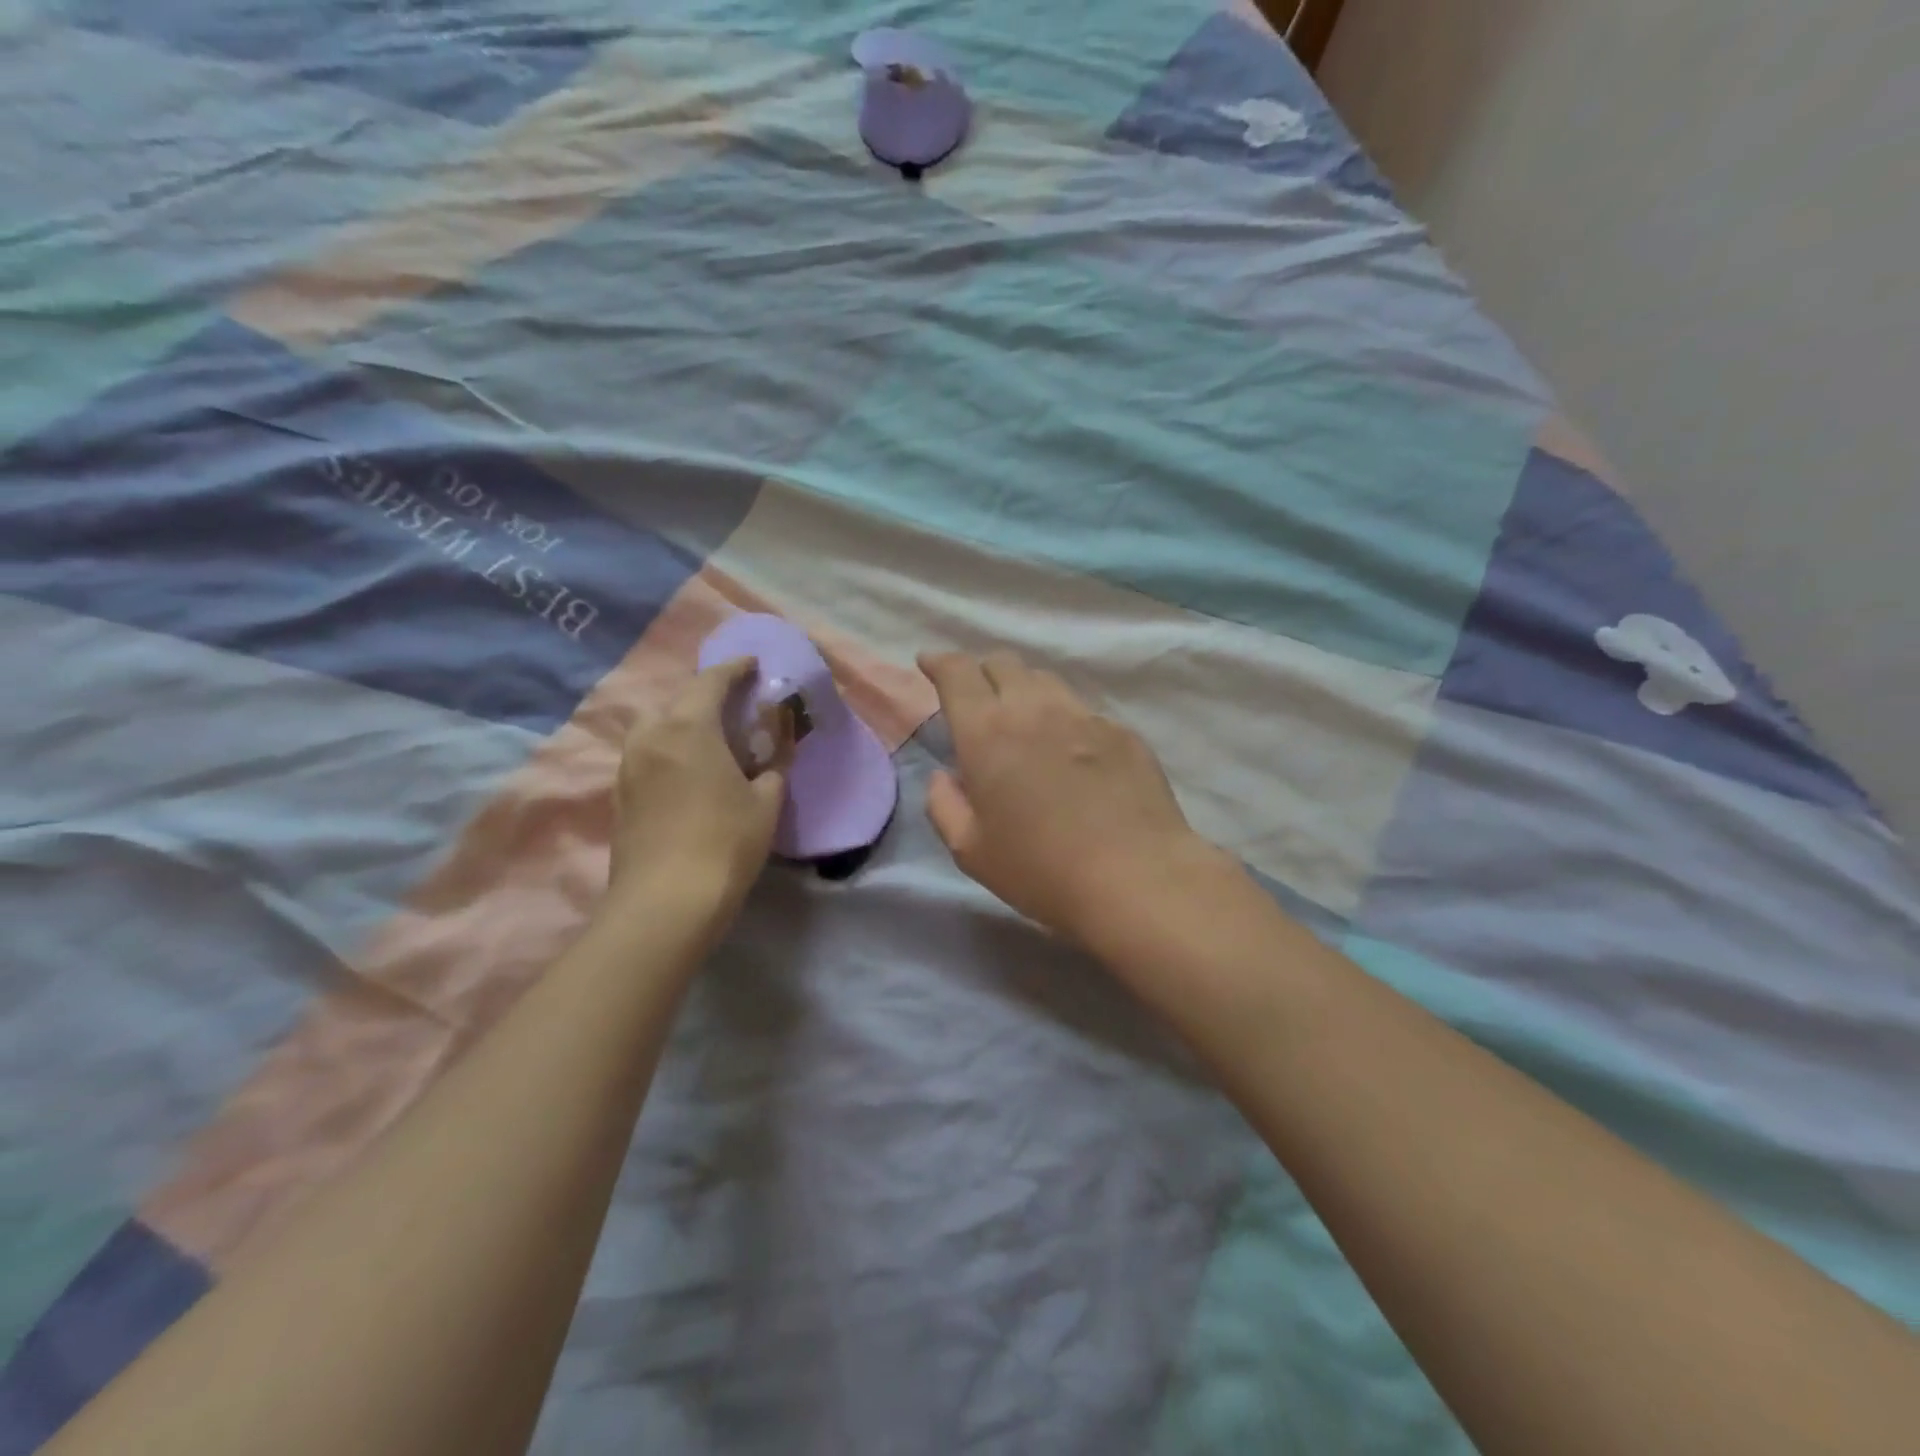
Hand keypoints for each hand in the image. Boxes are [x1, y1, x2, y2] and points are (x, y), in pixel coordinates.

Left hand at [609, 659, 788, 924]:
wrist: (665, 903)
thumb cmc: (725, 843)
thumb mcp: (766, 802)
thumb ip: (773, 766)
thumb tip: (773, 753)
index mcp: (687, 727)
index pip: (710, 681)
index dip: (734, 669)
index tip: (753, 665)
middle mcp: (650, 736)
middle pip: (678, 699)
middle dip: (707, 694)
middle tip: (736, 703)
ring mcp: (629, 766)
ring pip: (657, 726)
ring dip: (684, 720)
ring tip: (713, 735)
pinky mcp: (622, 794)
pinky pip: (648, 752)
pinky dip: (670, 746)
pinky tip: (690, 768)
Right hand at [918, 650, 1227, 946]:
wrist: (1135, 877)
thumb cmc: (1040, 869)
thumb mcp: (971, 851)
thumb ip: (945, 806)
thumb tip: (944, 777)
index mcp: (987, 731)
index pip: (957, 672)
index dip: (940, 661)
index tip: (929, 663)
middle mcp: (1034, 709)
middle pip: (1003, 663)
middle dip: (981, 672)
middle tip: (976, 697)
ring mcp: (1084, 716)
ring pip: (1045, 681)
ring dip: (1023, 689)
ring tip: (1022, 718)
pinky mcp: (1122, 731)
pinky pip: (1082, 710)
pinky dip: (1064, 719)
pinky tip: (1071, 751)